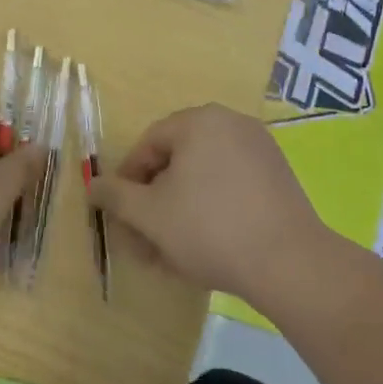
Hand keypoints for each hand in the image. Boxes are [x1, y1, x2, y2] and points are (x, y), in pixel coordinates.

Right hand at [90, 104, 328, 301]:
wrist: (289, 262)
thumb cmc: (208, 228)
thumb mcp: (149, 214)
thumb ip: (115, 196)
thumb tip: (93, 185)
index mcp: (200, 121)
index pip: (149, 144)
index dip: (128, 180)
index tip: (121, 214)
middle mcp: (232, 124)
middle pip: (178, 161)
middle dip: (154, 202)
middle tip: (142, 238)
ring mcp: (260, 150)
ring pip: (203, 178)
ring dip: (179, 211)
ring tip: (169, 253)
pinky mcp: (279, 177)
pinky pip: (231, 187)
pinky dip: (211, 210)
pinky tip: (204, 248)